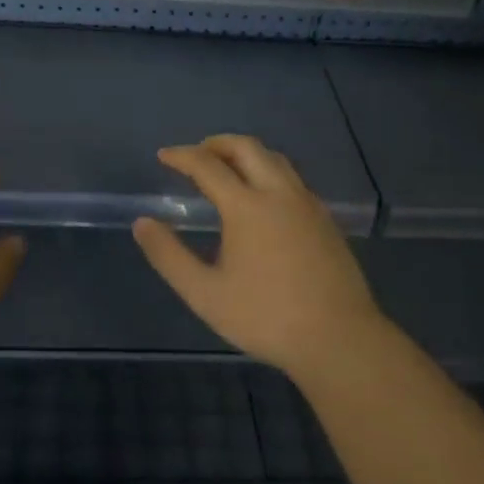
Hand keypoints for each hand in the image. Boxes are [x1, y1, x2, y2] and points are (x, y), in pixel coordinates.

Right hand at [133, 134, 381, 379]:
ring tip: (228, 168)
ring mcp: (307, 204)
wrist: (340, 339)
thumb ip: (169, 256)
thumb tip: (142, 223)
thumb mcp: (205, 294)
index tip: (163, 156)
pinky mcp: (326, 219)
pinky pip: (292, 178)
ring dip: (246, 153)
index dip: (182, 156)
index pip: (207, 165)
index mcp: (246, 206)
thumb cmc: (267, 317)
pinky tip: (264, 198)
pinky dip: (268, 171)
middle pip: (246, 147)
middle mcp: (278, 193)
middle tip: (196, 155)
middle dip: (216, 143)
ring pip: (274, 158)